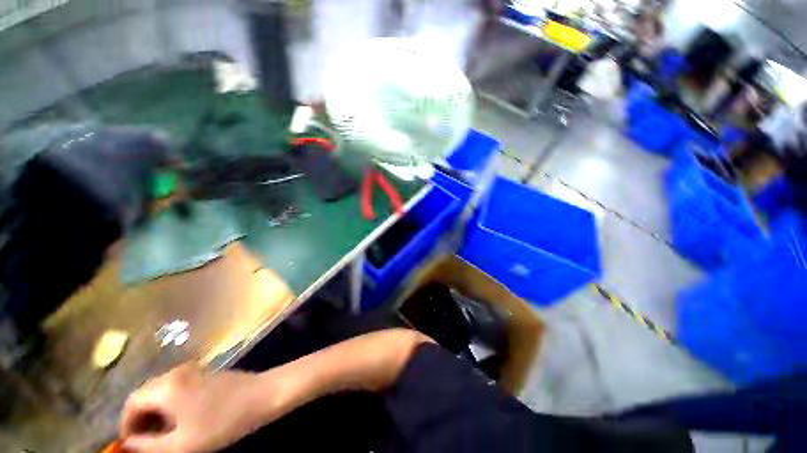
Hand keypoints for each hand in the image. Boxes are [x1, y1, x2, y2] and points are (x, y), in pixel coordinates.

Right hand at [120, 364, 276, 452]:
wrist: (262, 395)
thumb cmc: (222, 422)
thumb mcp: (182, 444)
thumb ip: (149, 446)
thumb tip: (128, 444)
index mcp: (166, 386)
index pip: (132, 402)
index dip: (126, 425)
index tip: (130, 445)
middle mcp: (176, 373)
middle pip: (146, 395)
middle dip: (141, 420)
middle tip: (147, 443)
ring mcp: (193, 370)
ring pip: (162, 392)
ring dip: (156, 413)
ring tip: (164, 435)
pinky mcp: (205, 373)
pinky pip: (178, 388)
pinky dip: (171, 404)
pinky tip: (181, 420)